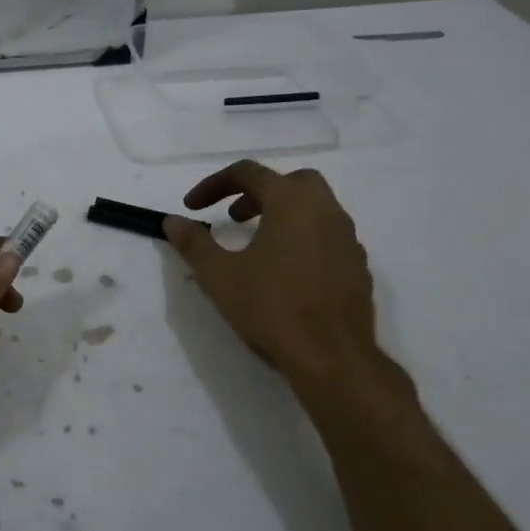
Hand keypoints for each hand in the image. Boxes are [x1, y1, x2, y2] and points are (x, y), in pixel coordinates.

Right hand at [164, 160, 379, 385]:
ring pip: (313, 208)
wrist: (333, 357)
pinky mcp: (357, 266)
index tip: (192, 207)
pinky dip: (301, 238)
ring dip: (281, 214)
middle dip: (257, 192)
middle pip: (290, 182)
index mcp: (292, 202)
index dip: (214, 184)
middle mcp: (326, 210)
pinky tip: (284, 271)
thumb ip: (194, 243)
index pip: (249, 173)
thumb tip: (172, 221)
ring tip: (255, 244)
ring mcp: (347, 238)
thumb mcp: (219, 275)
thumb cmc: (272, 308)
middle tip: (232, 216)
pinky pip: (326, 236)